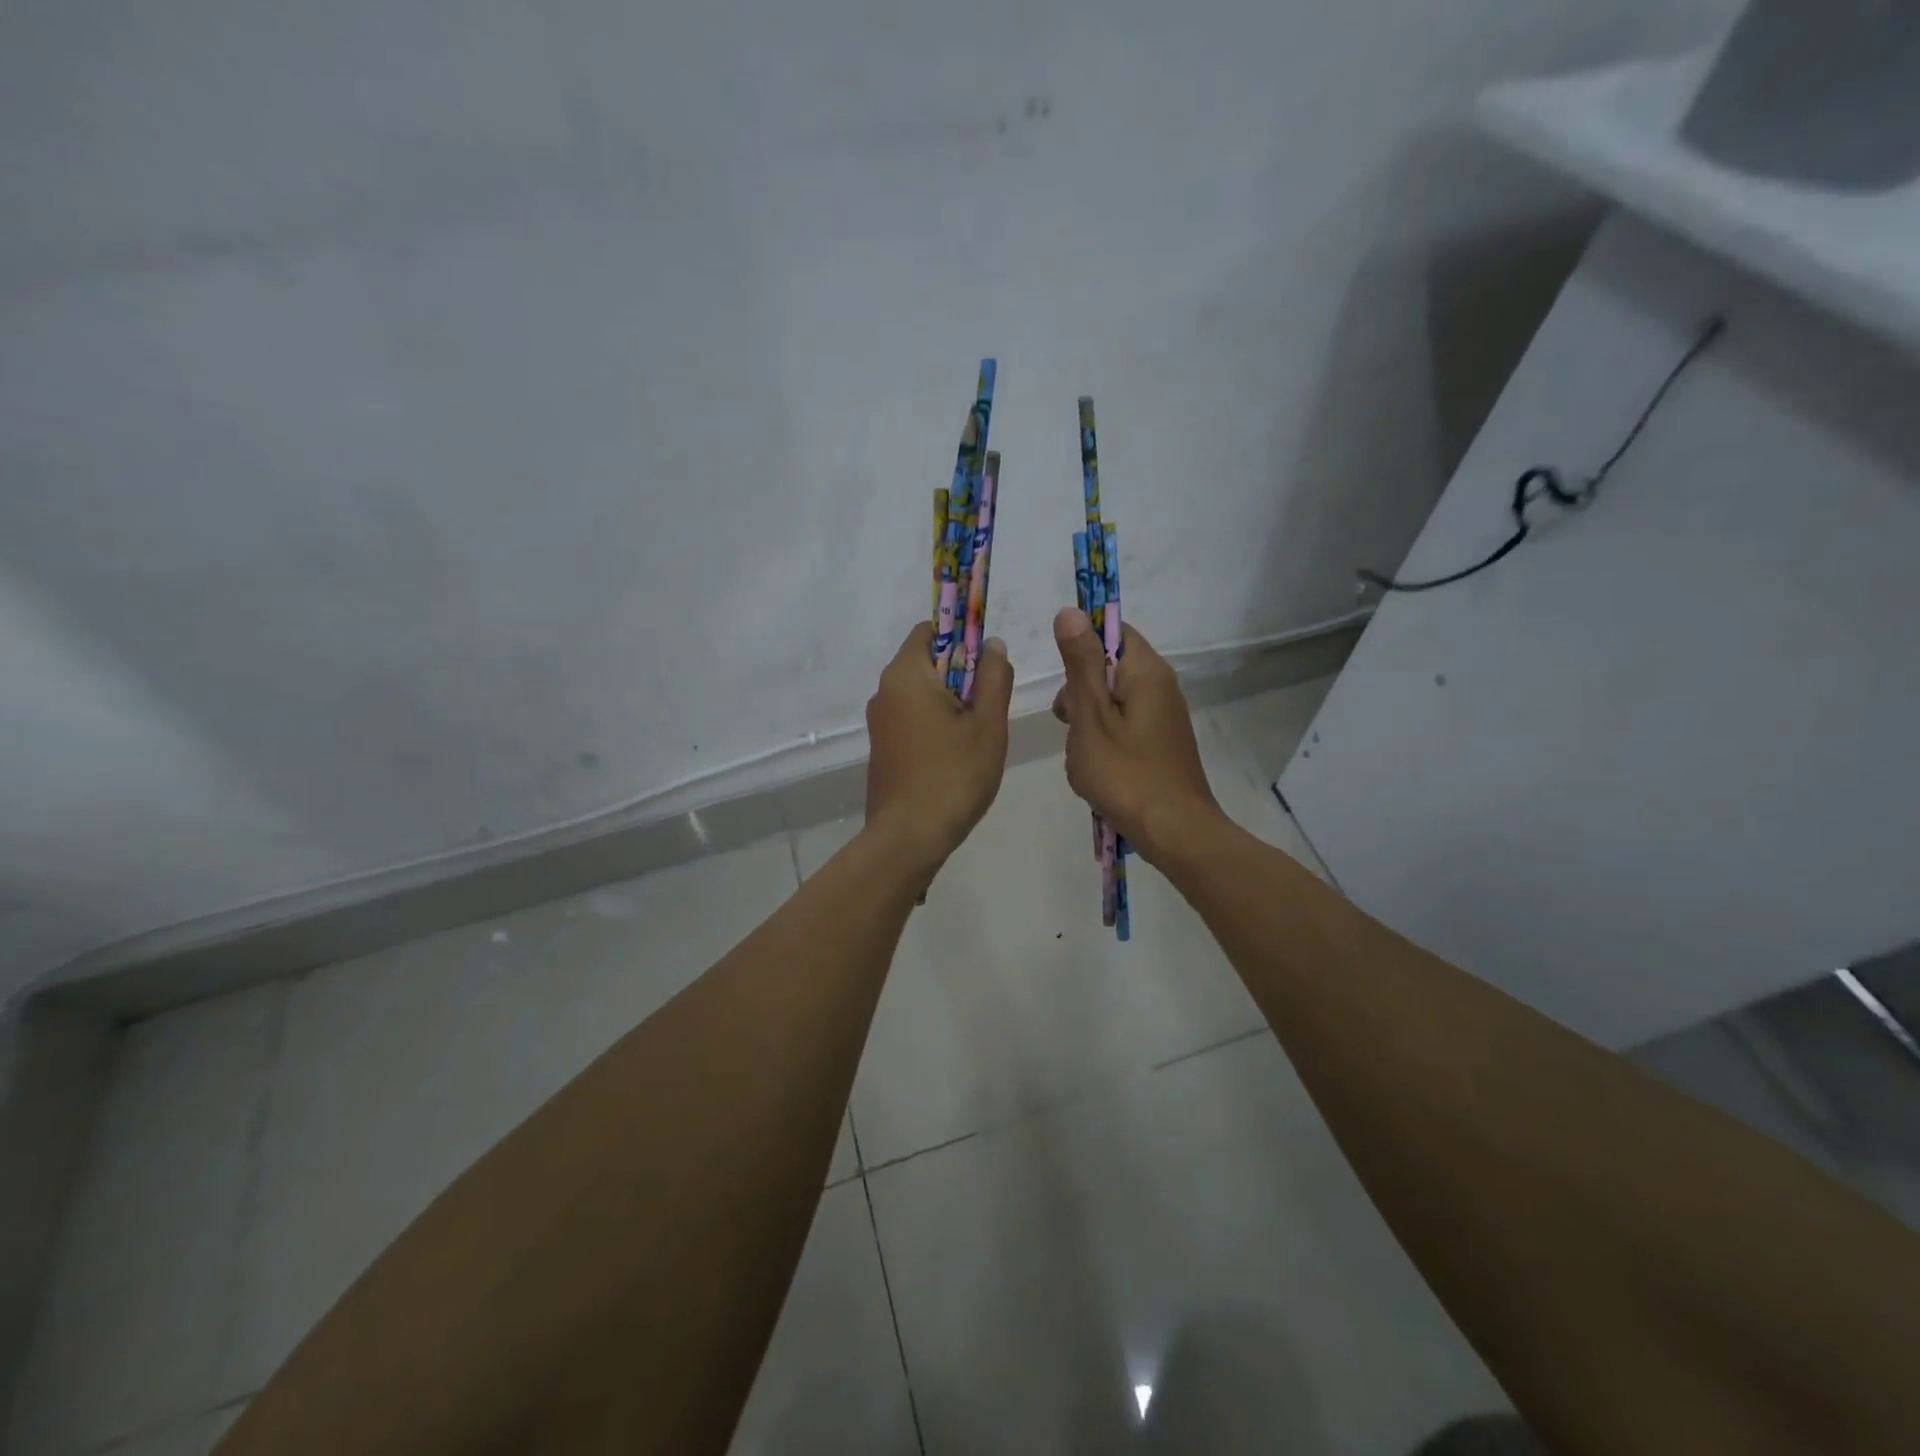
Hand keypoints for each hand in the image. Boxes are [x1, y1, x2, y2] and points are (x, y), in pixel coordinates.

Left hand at [864, 622, 1013, 869]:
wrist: (909, 837)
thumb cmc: (954, 776)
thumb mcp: (988, 724)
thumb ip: (993, 677)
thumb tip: (992, 644)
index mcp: (905, 675)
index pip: (930, 630)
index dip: (962, 637)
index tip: (986, 665)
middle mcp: (884, 691)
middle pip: (927, 662)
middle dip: (961, 675)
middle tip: (988, 709)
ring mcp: (879, 721)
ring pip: (921, 693)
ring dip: (951, 703)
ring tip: (976, 738)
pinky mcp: (882, 747)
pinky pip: (912, 718)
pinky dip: (935, 724)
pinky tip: (955, 757)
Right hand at [1050, 608, 1221, 863]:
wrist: (1174, 832)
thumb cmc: (1126, 774)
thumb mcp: (1091, 717)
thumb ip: (1080, 664)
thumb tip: (1070, 611)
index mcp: (1147, 672)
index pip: (1112, 631)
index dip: (1081, 646)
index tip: (1063, 678)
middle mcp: (1161, 686)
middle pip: (1109, 667)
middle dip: (1079, 691)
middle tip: (1068, 722)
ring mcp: (1163, 717)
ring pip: (1112, 700)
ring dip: (1088, 720)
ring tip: (1082, 754)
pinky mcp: (1161, 743)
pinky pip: (1123, 725)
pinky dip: (1103, 740)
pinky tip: (1097, 768)